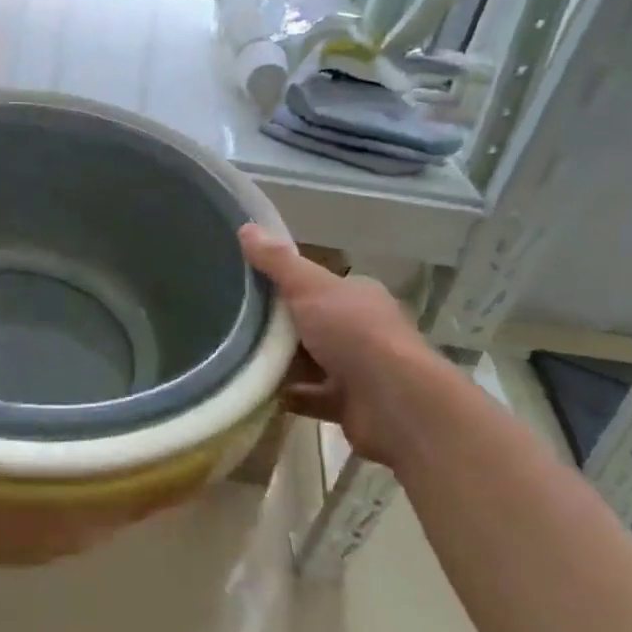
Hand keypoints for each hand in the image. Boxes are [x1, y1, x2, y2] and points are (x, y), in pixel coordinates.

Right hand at [240, 224, 430, 467]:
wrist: (395, 405)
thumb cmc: (354, 335)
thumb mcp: (309, 288)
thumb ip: (277, 262)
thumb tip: (245, 227)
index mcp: (359, 297)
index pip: (320, 285)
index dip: (288, 284)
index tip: (251, 287)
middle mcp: (363, 331)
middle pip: (313, 323)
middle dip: (280, 326)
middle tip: (236, 323)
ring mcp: (359, 370)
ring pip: (312, 361)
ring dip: (282, 363)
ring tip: (239, 357)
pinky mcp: (350, 405)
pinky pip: (311, 397)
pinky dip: (289, 395)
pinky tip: (260, 391)